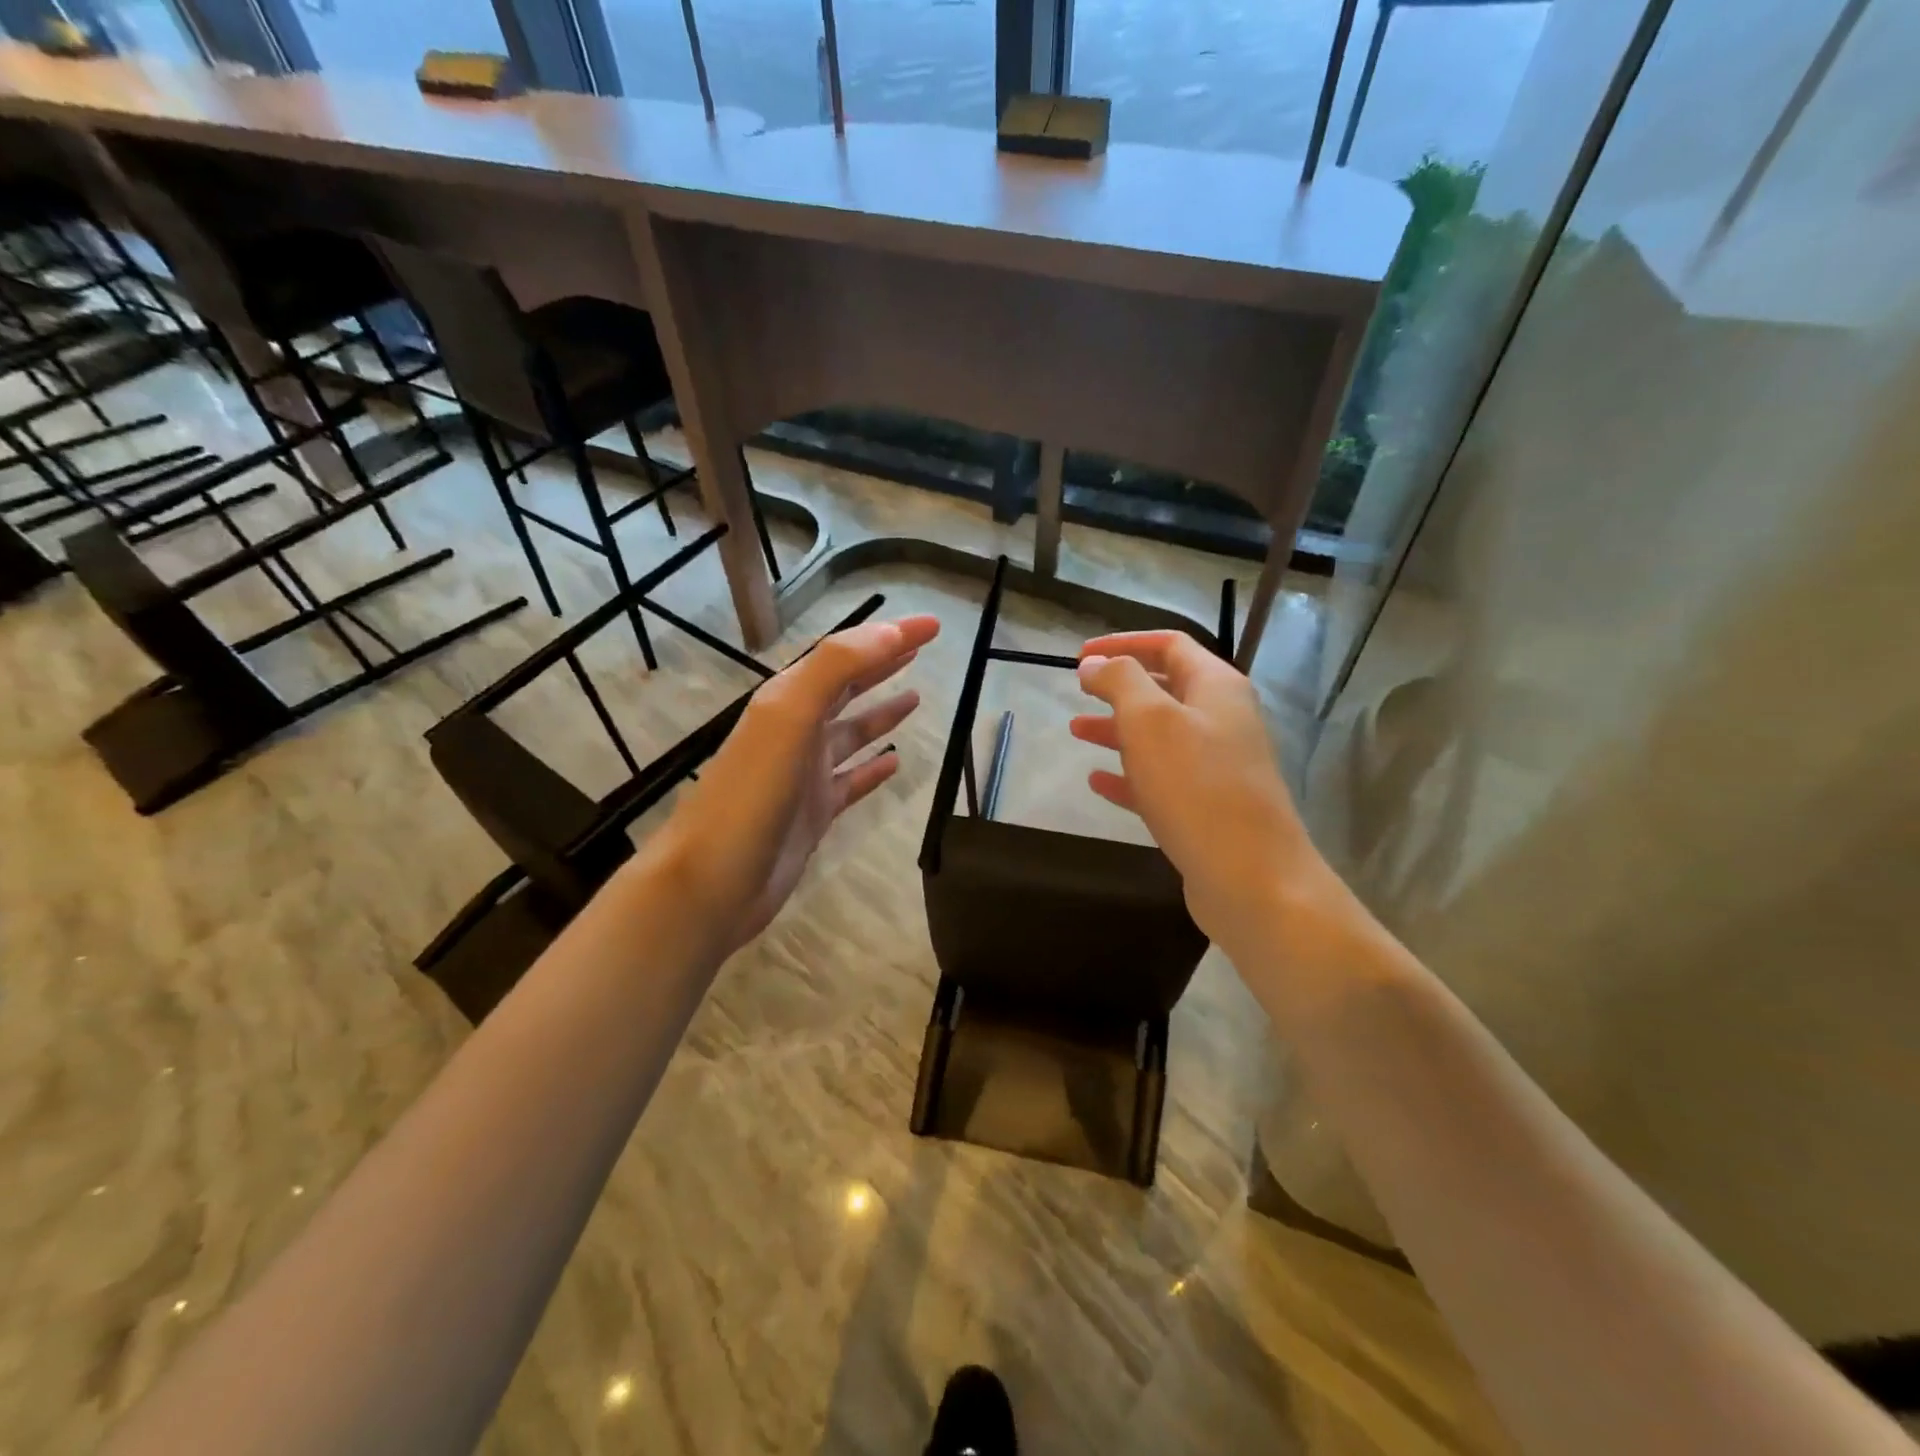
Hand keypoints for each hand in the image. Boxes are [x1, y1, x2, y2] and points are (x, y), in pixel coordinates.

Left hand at [647, 615, 941, 957]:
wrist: (712, 883)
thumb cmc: (752, 795)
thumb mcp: (791, 717)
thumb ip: (836, 668)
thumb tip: (890, 630)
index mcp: (787, 700)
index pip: (845, 654)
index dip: (888, 636)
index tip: (934, 626)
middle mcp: (795, 730)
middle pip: (846, 687)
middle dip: (883, 664)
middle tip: (923, 649)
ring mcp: (804, 774)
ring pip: (850, 732)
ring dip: (880, 712)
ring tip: (916, 697)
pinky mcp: (813, 813)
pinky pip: (851, 780)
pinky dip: (873, 767)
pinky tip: (895, 761)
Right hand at [1072, 631, 1339, 964]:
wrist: (1252, 879)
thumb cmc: (1198, 787)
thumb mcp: (1151, 720)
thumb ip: (1120, 682)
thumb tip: (1095, 663)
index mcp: (1217, 688)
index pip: (1169, 645)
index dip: (1123, 643)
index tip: (1079, 656)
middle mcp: (1222, 720)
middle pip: (1165, 689)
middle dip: (1118, 687)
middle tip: (1078, 691)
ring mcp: (1216, 767)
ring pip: (1159, 737)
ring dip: (1117, 730)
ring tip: (1076, 732)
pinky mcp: (1205, 808)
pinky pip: (1160, 780)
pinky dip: (1128, 775)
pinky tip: (1097, 781)